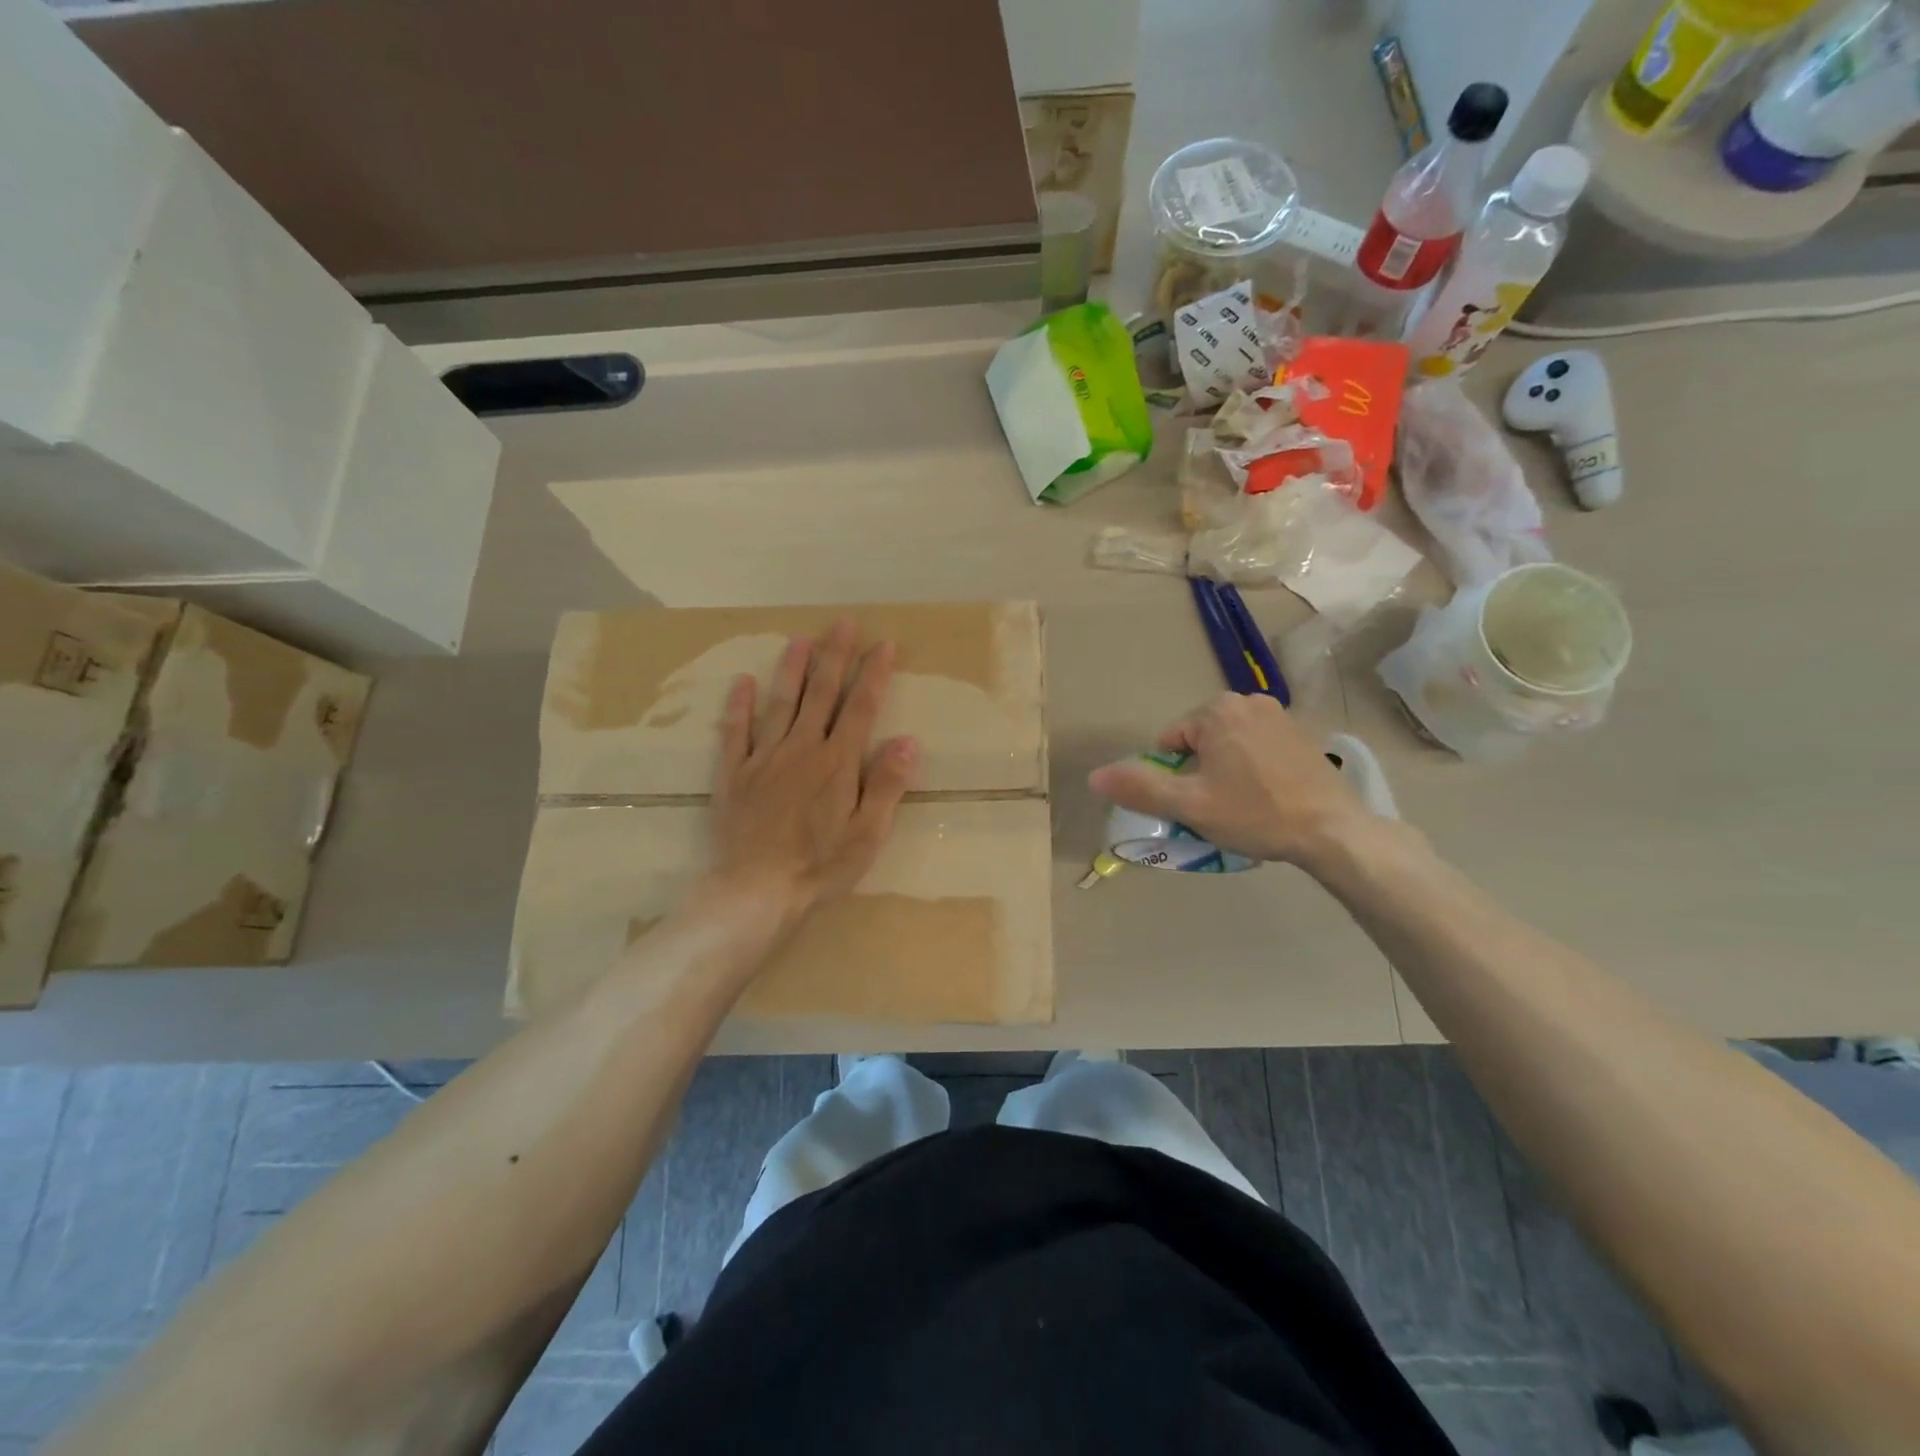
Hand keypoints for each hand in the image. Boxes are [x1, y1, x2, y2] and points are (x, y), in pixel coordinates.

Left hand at [706, 620, 918, 927]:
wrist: (757, 891)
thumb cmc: (821, 867)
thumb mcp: (868, 834)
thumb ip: (886, 785)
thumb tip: (908, 740)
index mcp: (837, 763)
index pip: (861, 708)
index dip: (874, 674)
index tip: (884, 644)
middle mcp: (801, 750)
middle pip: (820, 694)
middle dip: (834, 656)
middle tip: (843, 623)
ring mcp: (764, 759)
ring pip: (780, 703)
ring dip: (791, 669)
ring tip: (800, 639)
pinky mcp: (735, 775)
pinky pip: (735, 733)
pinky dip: (739, 706)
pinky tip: (743, 682)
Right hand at [1087, 693, 1367, 868]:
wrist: (1333, 831)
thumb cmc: (1255, 814)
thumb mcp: (1189, 805)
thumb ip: (1140, 787)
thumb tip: (1094, 776)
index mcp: (1217, 711)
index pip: (1171, 742)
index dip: (1175, 776)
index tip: (1197, 803)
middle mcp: (1248, 701)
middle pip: (1201, 740)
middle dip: (1201, 771)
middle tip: (1219, 806)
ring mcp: (1280, 715)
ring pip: (1230, 745)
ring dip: (1227, 770)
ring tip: (1246, 804)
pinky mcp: (1303, 734)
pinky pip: (1259, 748)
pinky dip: (1255, 768)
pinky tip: (1270, 796)